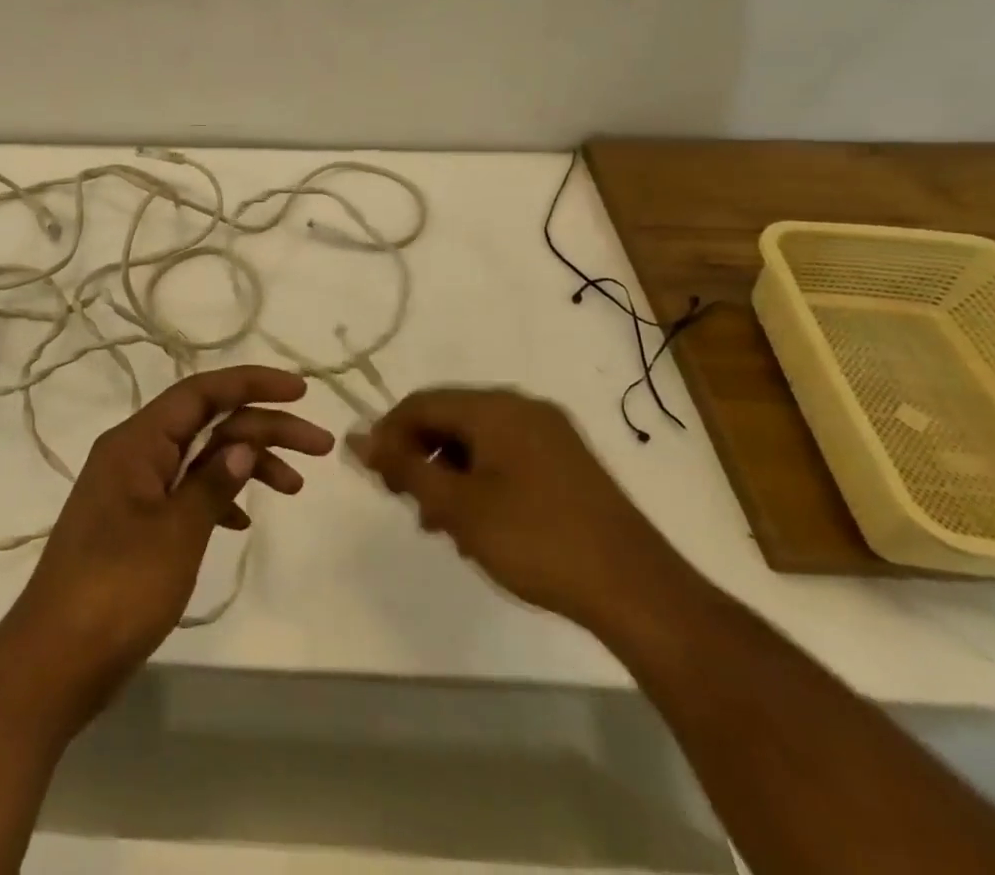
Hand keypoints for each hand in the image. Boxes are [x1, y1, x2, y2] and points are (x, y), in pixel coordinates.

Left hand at [0, 365, 332, 724]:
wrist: (53, 662)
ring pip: (200, 457)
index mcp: (136, 442)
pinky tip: (243, 520)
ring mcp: (132, 489)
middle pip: (207, 422)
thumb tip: (242, 446)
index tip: (299, 390)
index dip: (251, 384)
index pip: (200, 392)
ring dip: (247, 464)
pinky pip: (185, 492)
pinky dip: (218, 498)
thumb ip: (212, 484)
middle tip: (318, 445)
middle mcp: (133, 453)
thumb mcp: (175, 534)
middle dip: (264, 427)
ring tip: (295, 486)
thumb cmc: (116, 589)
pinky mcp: (134, 524)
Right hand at [350, 385, 684, 632]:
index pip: (421, 403)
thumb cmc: (536, 541)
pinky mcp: (568, 462)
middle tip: (406, 501)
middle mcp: (522, 407)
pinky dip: (481, 480)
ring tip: (440, 523)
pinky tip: (479, 523)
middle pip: (450, 419)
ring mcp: (550, 434)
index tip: (373, 475)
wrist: (637, 591)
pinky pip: (506, 456)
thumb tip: (356, 438)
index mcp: (495, 407)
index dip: (388, 434)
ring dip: (449, 473)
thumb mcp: (458, 507)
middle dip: (420, 457)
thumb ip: (404, 468)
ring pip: (478, 440)